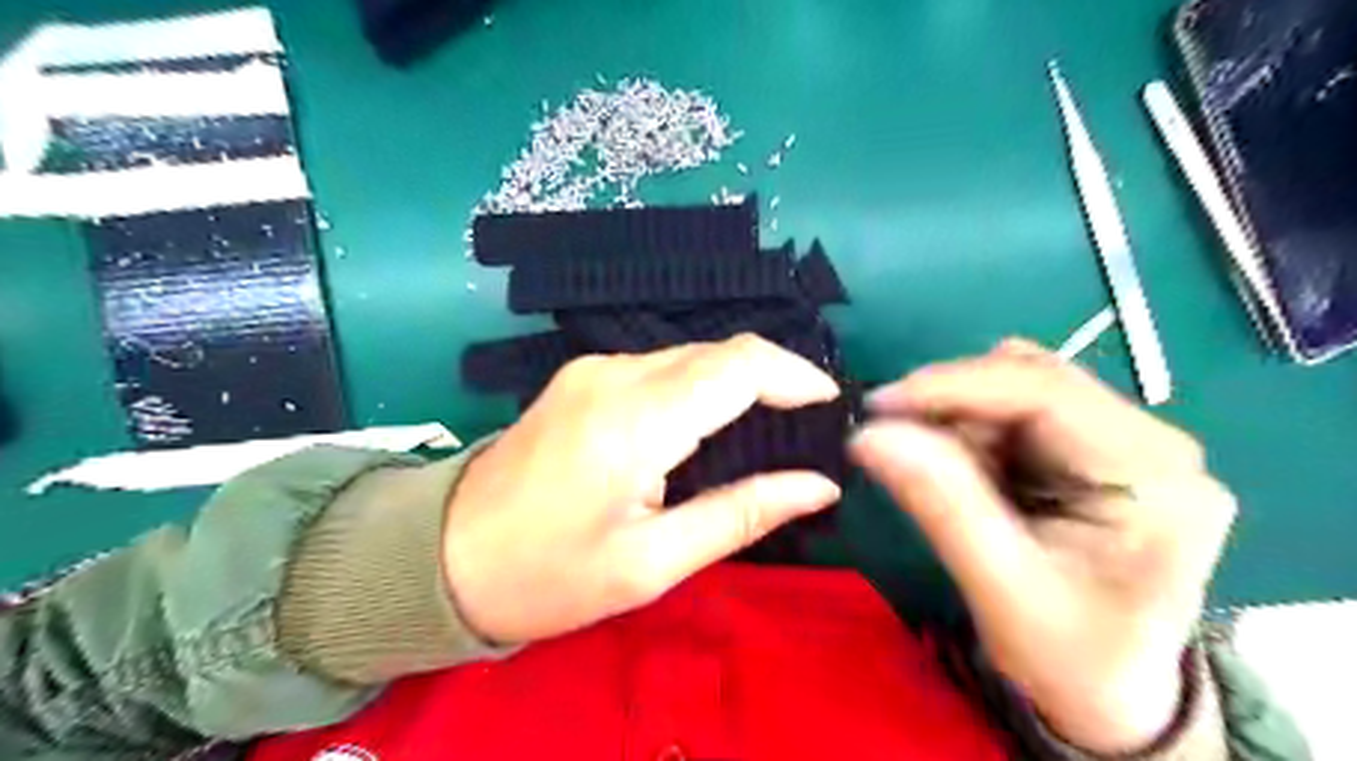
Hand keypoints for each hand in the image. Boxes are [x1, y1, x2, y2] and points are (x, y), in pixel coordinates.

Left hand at [440, 337, 844, 644]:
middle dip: (773, 379)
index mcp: (633, 421)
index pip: (737, 365)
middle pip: (717, 353)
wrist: (445, 557)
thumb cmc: (550, 576)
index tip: (829, 406)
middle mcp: (613, 374)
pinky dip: (700, 387)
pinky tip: (709, 426)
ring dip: (736, 384)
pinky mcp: (583, 375)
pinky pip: (661, 367)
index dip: (794, 375)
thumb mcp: (652, 563)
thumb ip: (741, 513)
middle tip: (805, 427)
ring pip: (691, 356)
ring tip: (767, 430)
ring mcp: (593, 368)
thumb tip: (819, 486)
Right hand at [850, 338, 1238, 754]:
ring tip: (935, 472)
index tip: (878, 405)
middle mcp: (1150, 441)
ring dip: (959, 419)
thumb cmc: (1071, 659)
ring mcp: (1124, 441)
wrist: (1111, 696)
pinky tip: (962, 473)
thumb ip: (941, 505)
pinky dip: (971, 433)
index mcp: (1154, 475)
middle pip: (1030, 380)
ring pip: (1017, 390)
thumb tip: (870, 434)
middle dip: (952, 404)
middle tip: (893, 440)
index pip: (1043, 391)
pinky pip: (1015, 414)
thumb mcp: (1003, 590)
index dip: (953, 387)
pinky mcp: (1094, 450)